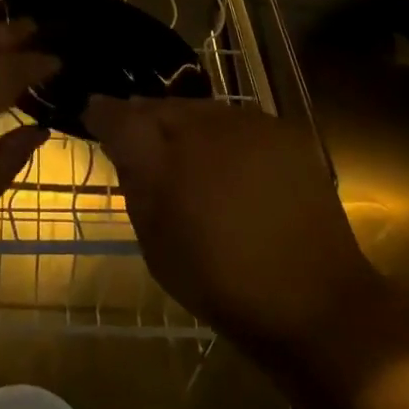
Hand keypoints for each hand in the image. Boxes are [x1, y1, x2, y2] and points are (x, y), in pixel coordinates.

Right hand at [88, 96, 408, 387]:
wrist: (315, 302)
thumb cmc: (221, 284)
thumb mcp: (156, 245)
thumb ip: (135, 184)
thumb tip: (122, 146)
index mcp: (164, 158)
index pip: (119, 115)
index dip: (102, 112)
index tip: (93, 114)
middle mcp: (202, 126)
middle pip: (160, 106)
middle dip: (145, 119)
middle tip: (141, 141)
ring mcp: (246, 124)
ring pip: (199, 109)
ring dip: (185, 124)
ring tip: (186, 153)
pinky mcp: (282, 130)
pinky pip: (237, 120)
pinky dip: (223, 135)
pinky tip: (228, 162)